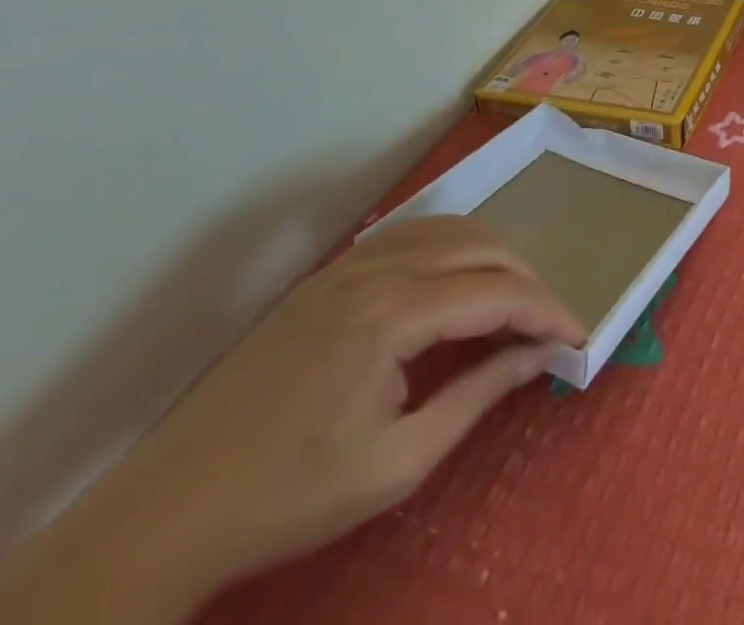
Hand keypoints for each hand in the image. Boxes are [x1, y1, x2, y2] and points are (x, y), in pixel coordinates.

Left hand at [0, 215, 585, 623]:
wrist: (165, 514)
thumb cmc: (288, 496)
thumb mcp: (397, 463)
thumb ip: (477, 396)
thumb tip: (537, 356)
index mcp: (394, 313)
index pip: (499, 293)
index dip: (548, 312)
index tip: (578, 337)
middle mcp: (377, 270)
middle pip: (483, 248)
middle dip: (529, 281)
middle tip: (548, 324)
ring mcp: (347, 265)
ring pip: (450, 230)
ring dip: (494, 256)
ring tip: (512, 298)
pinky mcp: (326, 276)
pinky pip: (410, 235)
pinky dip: (451, 245)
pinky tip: (456, 276)